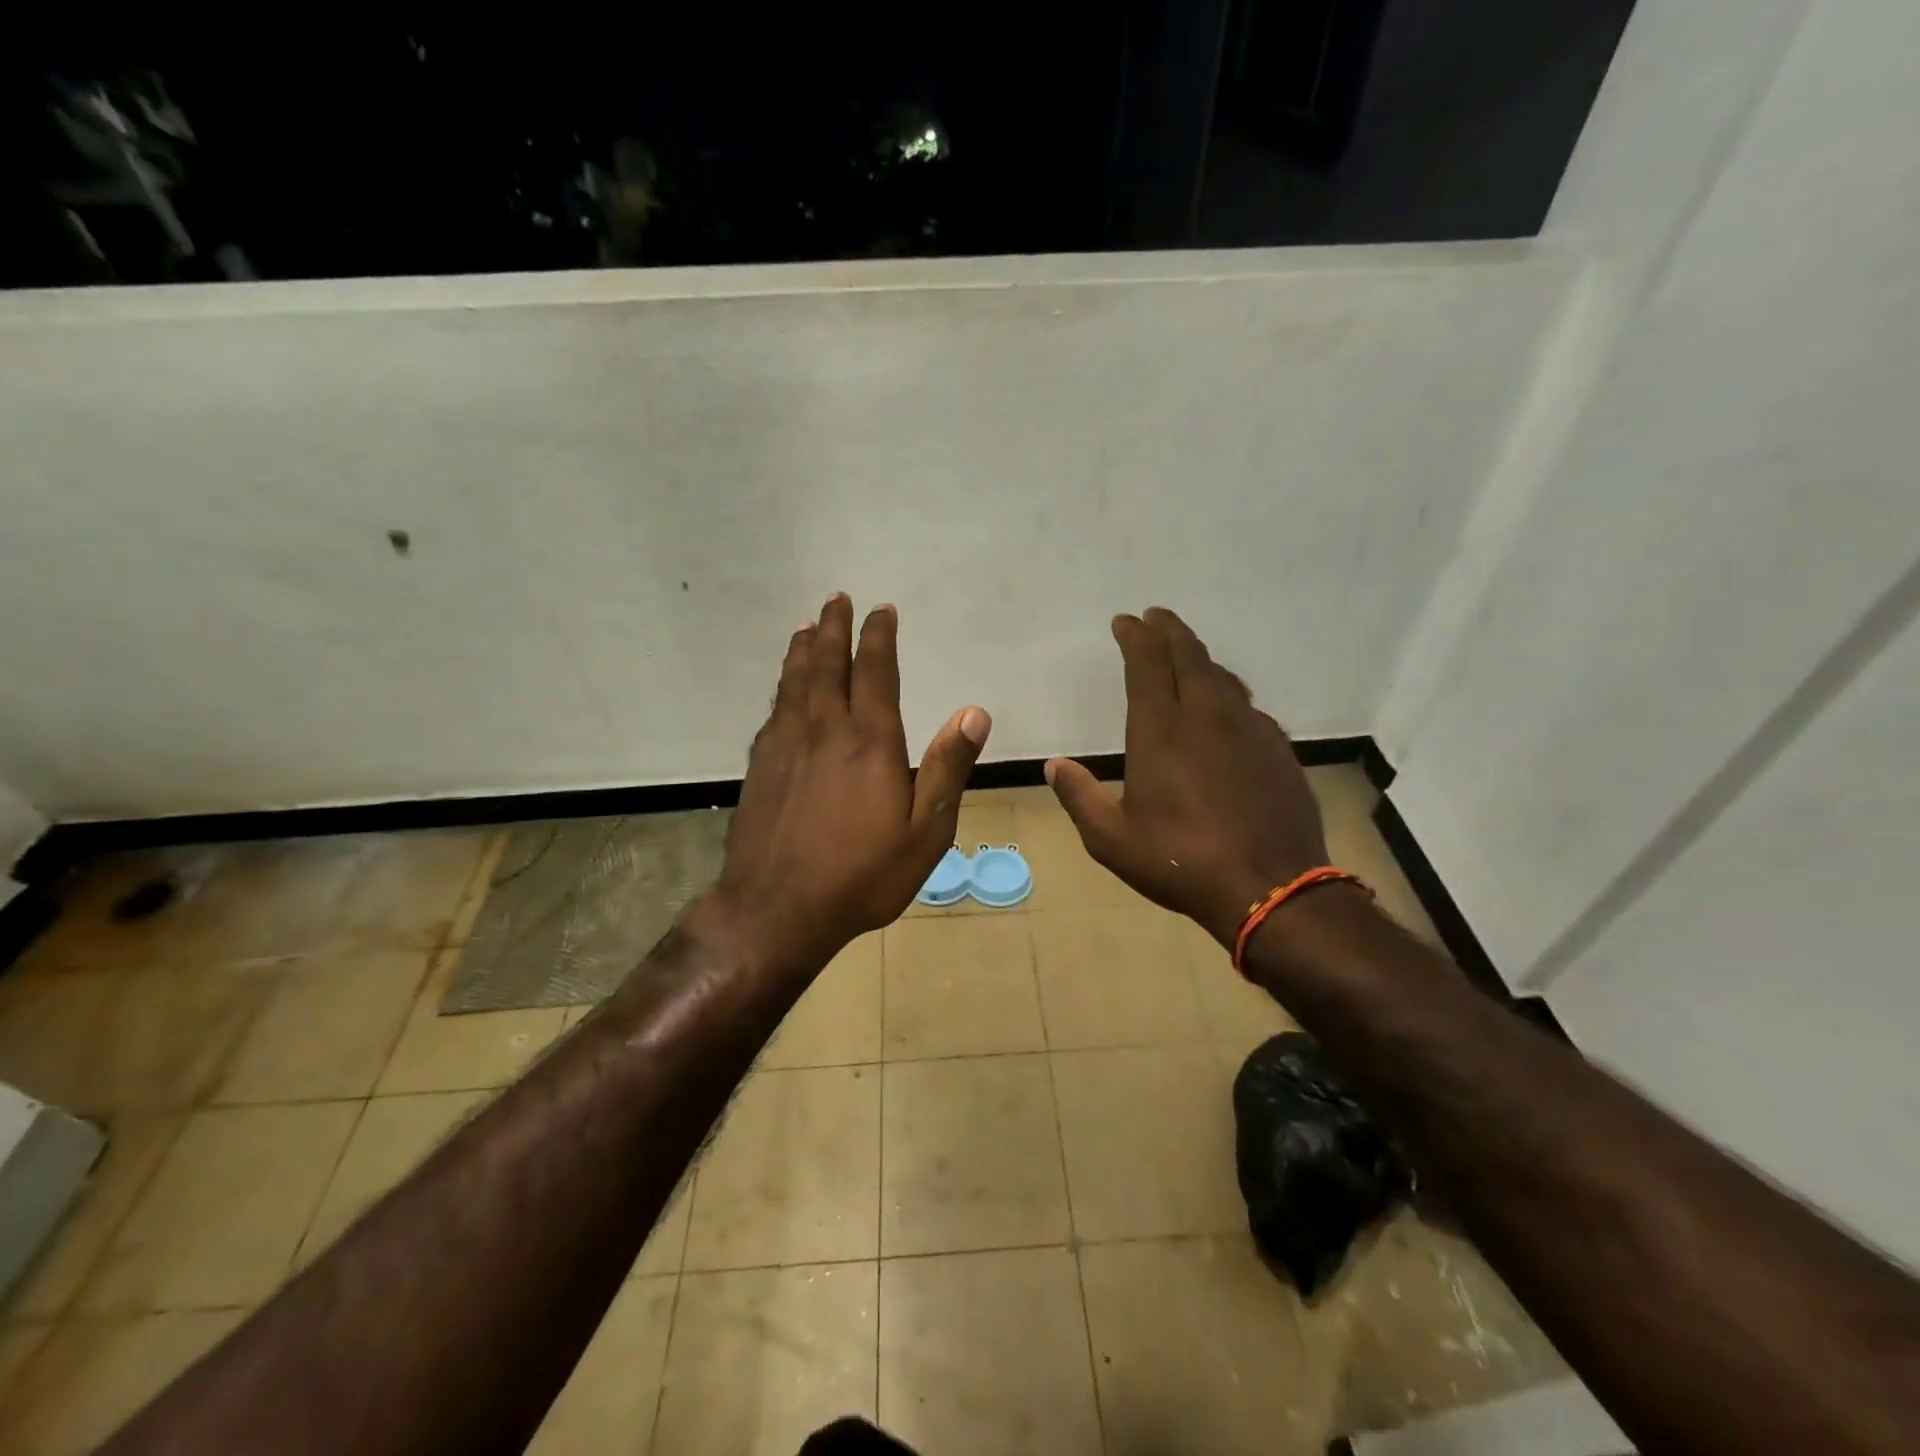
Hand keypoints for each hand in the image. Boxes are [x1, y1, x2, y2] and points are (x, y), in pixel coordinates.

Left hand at [704, 593, 990, 976]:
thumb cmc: (862, 875)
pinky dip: (782, 687)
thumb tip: (975, 712)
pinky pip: (773, 711)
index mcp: (870, 740)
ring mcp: (784, 745)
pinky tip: (784, 689)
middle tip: (836, 600)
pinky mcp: (759, 766)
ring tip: (806, 628)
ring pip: (794, 682)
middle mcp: (824, 729)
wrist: (776, 910)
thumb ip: (948, 768)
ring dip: (803, 650)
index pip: (875, 671)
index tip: (880, 610)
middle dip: (834, 628)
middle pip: (827, 664)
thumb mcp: (925, 832)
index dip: (878, 636)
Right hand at [1045, 607, 1328, 946]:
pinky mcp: (1277, 749)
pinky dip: (1228, 693)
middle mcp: (1206, 717)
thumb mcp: (1111, 839)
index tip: (1125, 621)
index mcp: (1161, 731)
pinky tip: (1225, 708)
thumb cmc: (1179, 861)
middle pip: (1189, 656)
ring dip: (1199, 658)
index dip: (1135, 637)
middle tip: (1156, 616)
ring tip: (1186, 654)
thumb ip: (1079, 797)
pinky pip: (1247, 706)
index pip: (1147, 665)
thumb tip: (1054, 766)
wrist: (1270, 888)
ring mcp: (1248, 730)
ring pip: (1222, 677)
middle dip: (1169, 631)